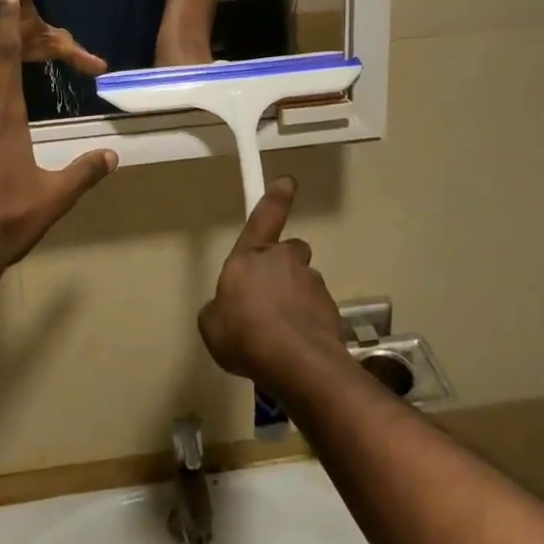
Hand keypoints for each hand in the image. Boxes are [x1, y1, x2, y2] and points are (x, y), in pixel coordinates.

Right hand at [198, 178, 350, 397]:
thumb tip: (226, 308)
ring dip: (295, 298)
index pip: (264, 217)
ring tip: (281, 333)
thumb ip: (218, 308)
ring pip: (303, 282)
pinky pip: (316, 310)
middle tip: (269, 296)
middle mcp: (284, 260)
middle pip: (289, 252)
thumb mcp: (211, 324)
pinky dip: (308, 322)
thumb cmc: (245, 335)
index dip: (275, 198)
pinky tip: (296, 348)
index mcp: (251, 256)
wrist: (297, 363)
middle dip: (282, 266)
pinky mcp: (331, 309)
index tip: (288, 181)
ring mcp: (312, 283)